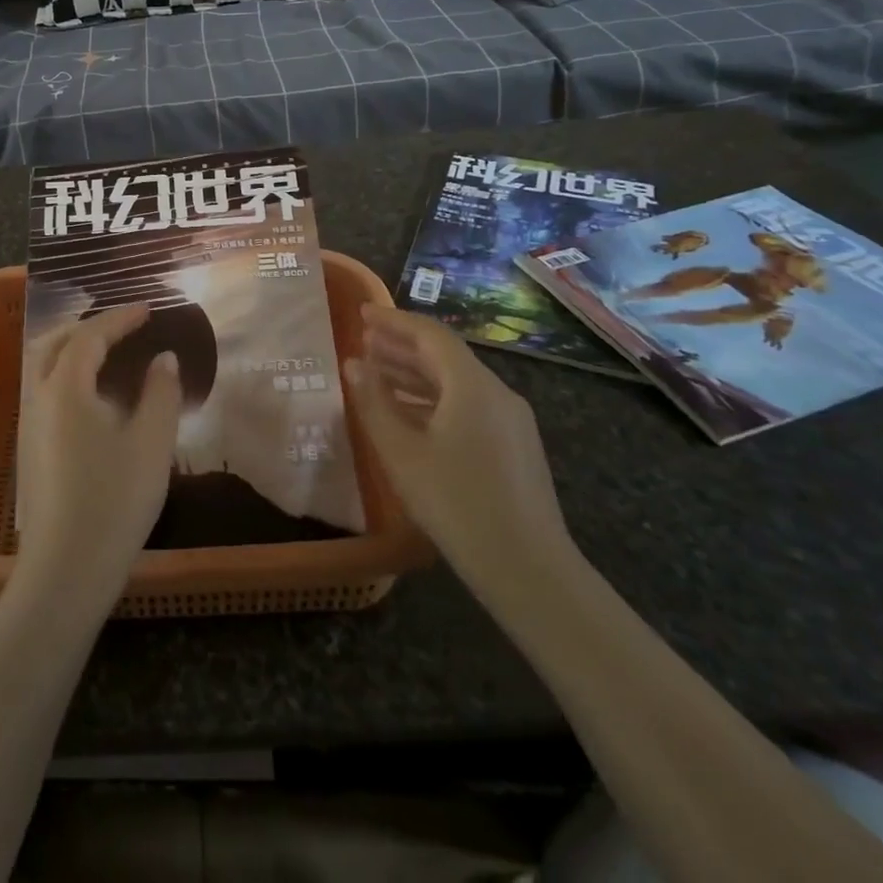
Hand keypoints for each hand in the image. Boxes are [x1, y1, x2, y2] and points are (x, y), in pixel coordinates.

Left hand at [15, 306, 181, 609]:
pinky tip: (89, 394)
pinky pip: (42, 388)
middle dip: (88, 326)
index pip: (90, 336)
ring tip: (106, 351)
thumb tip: (163, 358)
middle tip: (123, 325)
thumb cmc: (114, 500)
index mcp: (65, 387)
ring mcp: (28, 423)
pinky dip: (64, 372)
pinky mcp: (28, 447)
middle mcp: (38, 396)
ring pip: (42, 365)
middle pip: (54, 341)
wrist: (65, 569)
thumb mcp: (151, 443)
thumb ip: (161, 393)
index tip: (148, 309)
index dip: (120, 318)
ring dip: (71, 347)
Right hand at [347, 305, 573, 600]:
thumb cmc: (456, 503)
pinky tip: (410, 415)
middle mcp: (497, 393)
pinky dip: (435, 399)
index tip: (361, 313)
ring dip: (416, 374)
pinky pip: (469, 405)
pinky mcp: (514, 447)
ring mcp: (511, 421)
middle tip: (363, 341)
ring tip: (377, 373)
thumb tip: (353, 364)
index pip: (430, 335)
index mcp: (473, 385)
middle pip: (445, 356)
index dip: (394, 320)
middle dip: (402, 346)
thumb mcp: (402, 452)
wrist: (529, 570)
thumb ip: (373, 402)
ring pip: (457, 382)